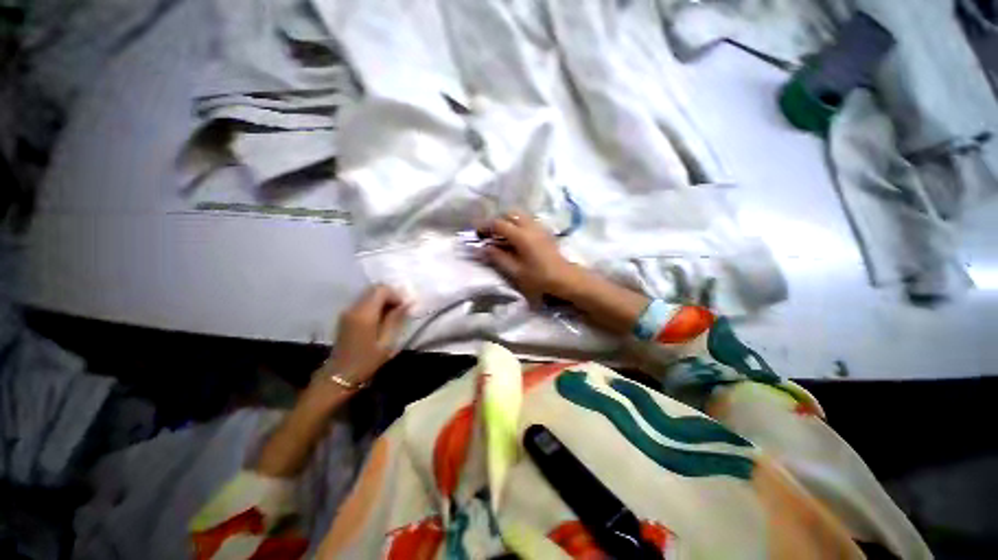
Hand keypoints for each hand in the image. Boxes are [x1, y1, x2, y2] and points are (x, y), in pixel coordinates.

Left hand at [320, 285, 408, 387]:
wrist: (339, 375)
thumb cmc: (366, 361)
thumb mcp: (386, 342)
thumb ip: (395, 319)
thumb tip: (406, 303)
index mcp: (364, 314)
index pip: (381, 290)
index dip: (396, 294)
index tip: (404, 307)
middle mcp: (354, 308)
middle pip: (374, 289)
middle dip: (390, 295)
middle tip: (400, 309)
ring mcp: (347, 311)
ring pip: (369, 294)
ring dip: (383, 299)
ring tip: (392, 314)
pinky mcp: (346, 315)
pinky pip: (364, 301)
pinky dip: (375, 304)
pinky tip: (381, 317)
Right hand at [480, 211, 586, 304]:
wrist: (565, 278)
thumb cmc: (540, 278)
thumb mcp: (516, 271)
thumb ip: (498, 257)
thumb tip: (484, 247)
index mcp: (521, 235)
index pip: (498, 224)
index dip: (485, 227)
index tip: (477, 234)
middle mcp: (530, 226)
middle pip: (510, 214)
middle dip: (497, 220)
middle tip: (490, 233)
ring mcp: (539, 227)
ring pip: (520, 215)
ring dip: (508, 221)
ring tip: (501, 236)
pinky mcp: (545, 231)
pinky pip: (528, 221)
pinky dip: (518, 224)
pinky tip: (516, 238)